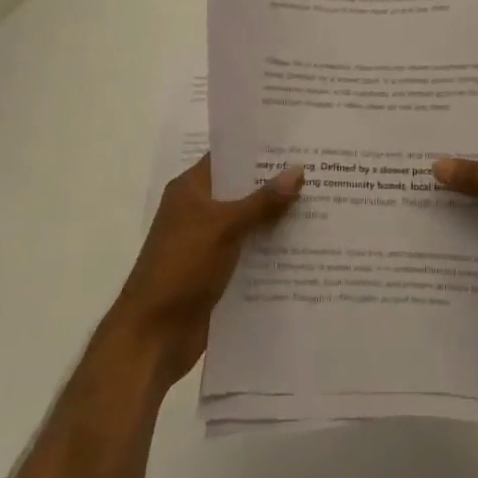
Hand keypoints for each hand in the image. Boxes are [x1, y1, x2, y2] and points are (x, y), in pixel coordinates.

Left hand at [106, 156, 302, 386]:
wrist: (152, 337)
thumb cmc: (181, 268)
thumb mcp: (224, 227)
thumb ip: (262, 201)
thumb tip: (299, 170)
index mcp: (191, 190)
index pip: (229, 157)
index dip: (260, 149)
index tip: (298, 141)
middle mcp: (200, 211)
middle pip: (244, 190)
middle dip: (278, 184)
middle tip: (322, 171)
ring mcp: (209, 243)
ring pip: (251, 222)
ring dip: (280, 218)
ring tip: (325, 204)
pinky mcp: (219, 272)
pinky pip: (252, 252)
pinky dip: (274, 249)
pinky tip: (308, 246)